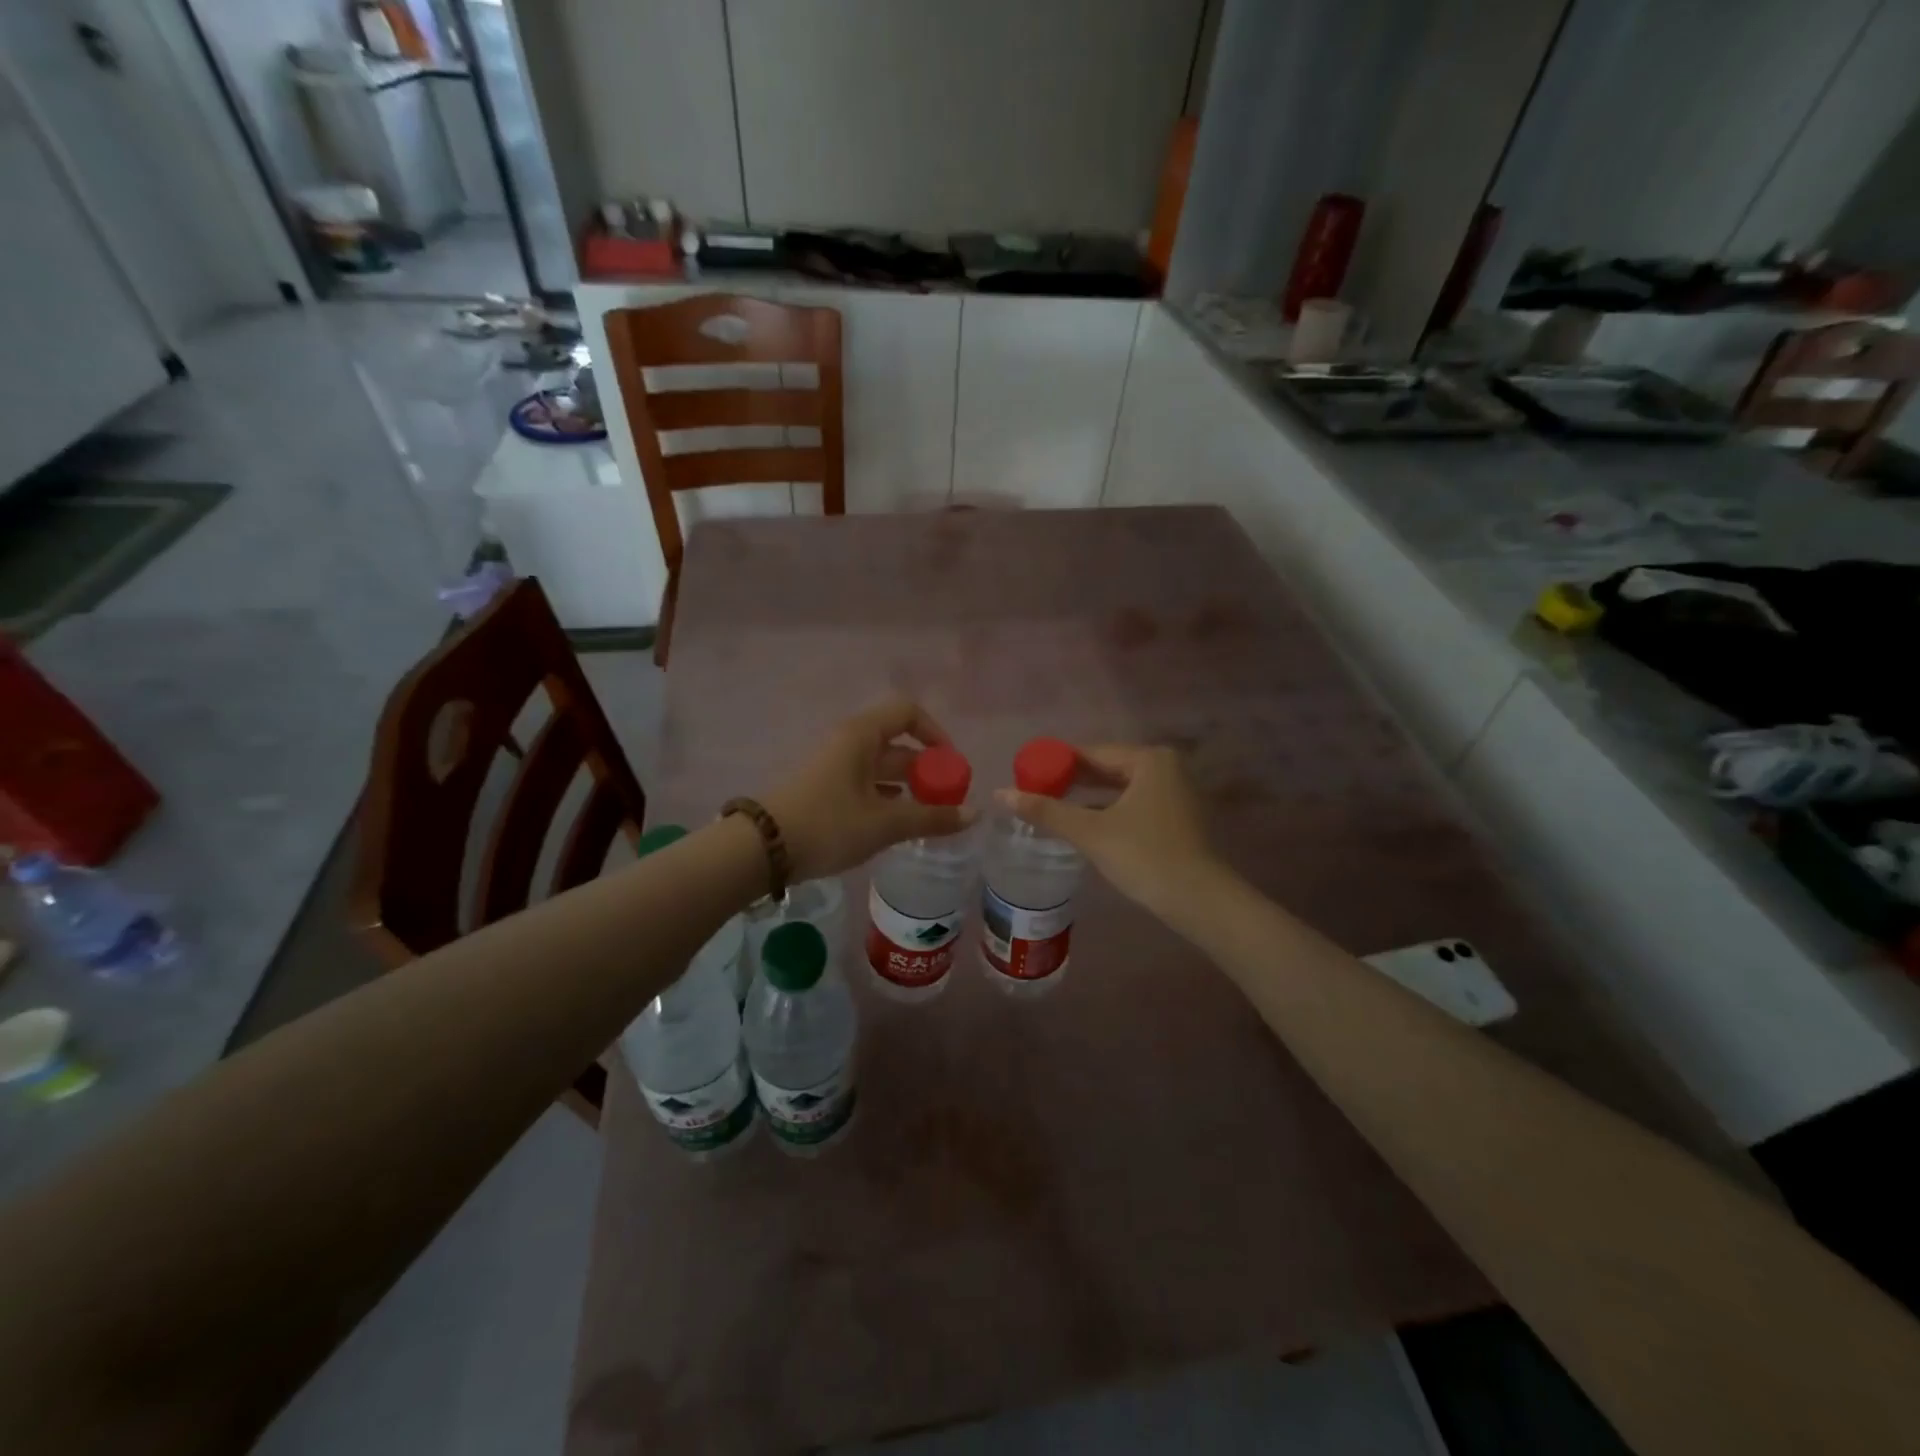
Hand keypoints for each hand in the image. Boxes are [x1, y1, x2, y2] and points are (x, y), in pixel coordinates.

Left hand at [764, 699, 975, 880]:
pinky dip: (886, 798)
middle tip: (947, 801)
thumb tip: (974, 814)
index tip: (951, 765)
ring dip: (907, 788)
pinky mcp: (824, 789)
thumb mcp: (884, 824)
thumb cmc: (828, 825)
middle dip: (926, 770)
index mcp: (862, 735)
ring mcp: (834, 765)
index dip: (935, 733)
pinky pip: (865, 784)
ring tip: (928, 817)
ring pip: (881, 767)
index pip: (908, 712)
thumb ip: (931, 818)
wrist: (761, 848)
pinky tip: (896, 824)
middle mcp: (848, 742)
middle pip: (897, 743)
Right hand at [996, 745, 1224, 921]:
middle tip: (1035, 791)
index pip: (1092, 753)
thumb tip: (1000, 793)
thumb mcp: (1090, 832)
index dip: (1057, 763)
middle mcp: (1166, 768)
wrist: (1200, 901)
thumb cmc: (1144, 856)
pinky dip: (1109, 810)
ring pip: (1121, 788)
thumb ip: (1046, 811)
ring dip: (1089, 798)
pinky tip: (1086, 824)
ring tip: (1053, 807)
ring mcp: (1176, 793)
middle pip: (1108, 768)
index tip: (1027, 774)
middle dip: (1072, 781)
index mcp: (1149, 759)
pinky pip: (1134, 803)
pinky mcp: (1178, 818)